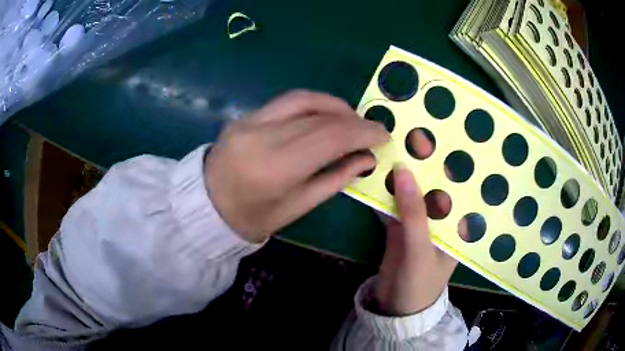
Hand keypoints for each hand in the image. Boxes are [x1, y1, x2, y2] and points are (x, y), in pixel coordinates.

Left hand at [205, 90, 388, 242]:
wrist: (207, 206)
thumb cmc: (254, 217)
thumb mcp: (299, 206)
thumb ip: (335, 178)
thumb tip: (367, 157)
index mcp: (277, 168)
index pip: (331, 136)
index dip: (363, 132)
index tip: (384, 134)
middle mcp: (263, 136)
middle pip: (320, 117)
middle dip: (354, 120)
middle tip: (372, 129)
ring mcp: (250, 121)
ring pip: (303, 99)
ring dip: (335, 105)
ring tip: (352, 119)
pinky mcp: (244, 116)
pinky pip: (285, 101)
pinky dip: (312, 103)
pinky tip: (325, 113)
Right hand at [374, 130, 460, 315]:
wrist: (395, 308)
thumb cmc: (419, 283)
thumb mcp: (420, 249)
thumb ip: (414, 212)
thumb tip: (403, 169)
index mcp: (456, 223)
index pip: (458, 186)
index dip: (450, 161)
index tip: (440, 134)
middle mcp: (440, 218)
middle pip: (433, 185)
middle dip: (423, 162)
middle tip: (411, 131)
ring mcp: (418, 222)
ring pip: (411, 192)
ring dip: (402, 173)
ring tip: (392, 144)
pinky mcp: (399, 228)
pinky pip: (393, 204)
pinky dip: (384, 191)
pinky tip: (375, 172)